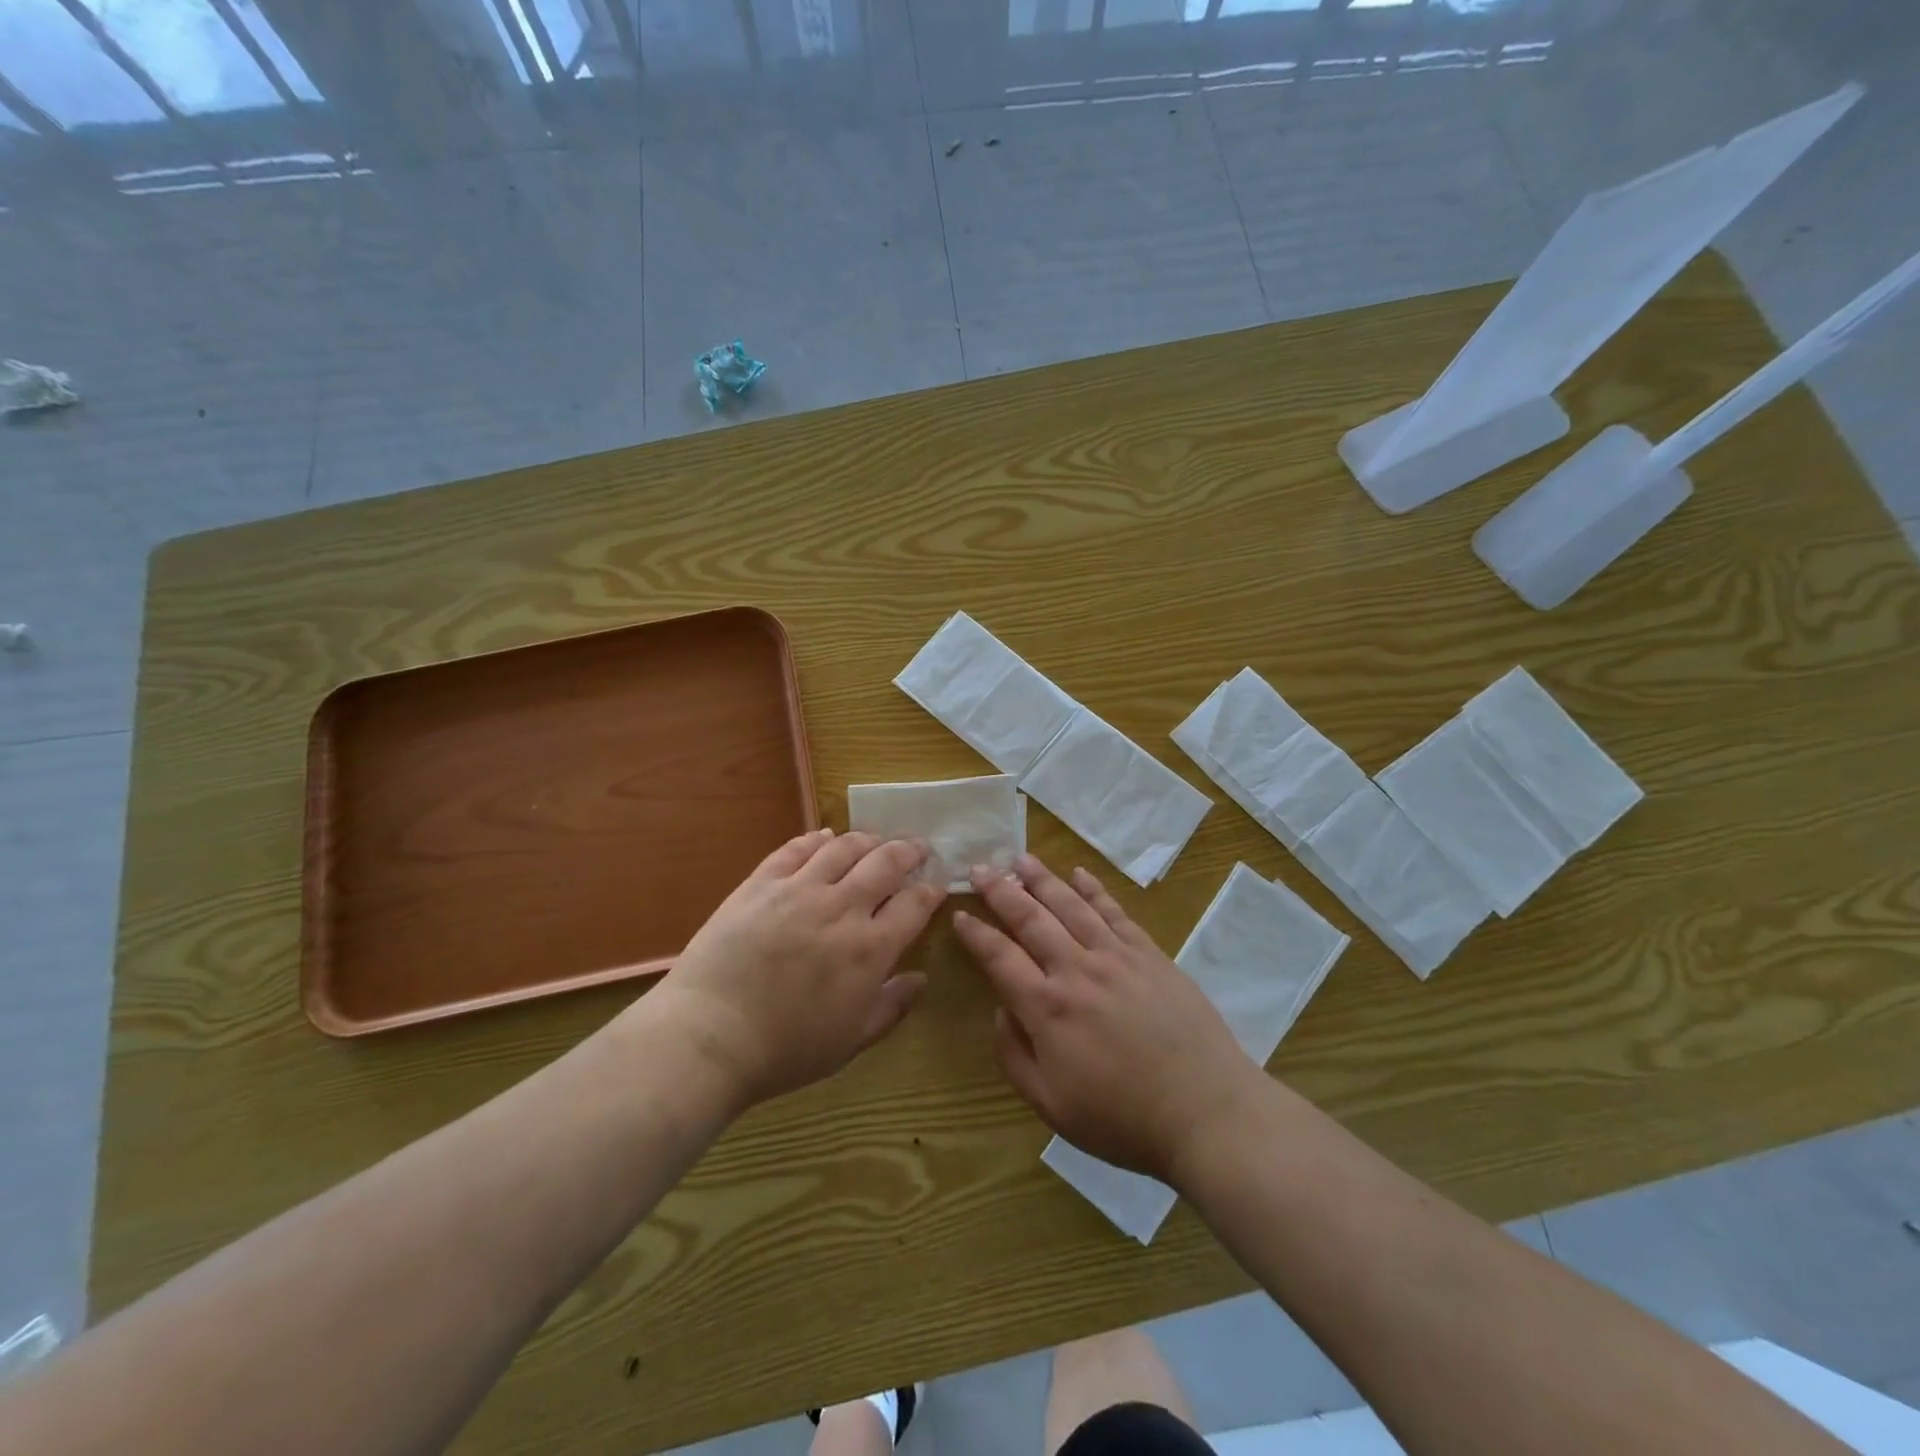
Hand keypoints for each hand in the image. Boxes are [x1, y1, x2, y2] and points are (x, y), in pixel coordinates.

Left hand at [641, 829, 945, 1109]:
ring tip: (876, 841)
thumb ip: (892, 1007)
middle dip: (909, 851)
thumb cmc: (786, 1049)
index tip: (936, 887)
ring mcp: (799, 890)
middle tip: (918, 848)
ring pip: (844, 847)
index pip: (914, 904)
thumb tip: (921, 979)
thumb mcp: (851, 1040)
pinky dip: (816, 839)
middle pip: (886, 862)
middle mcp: (842, 908)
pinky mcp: (761, 883)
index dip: (930, 891)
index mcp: (870, 948)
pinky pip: (795, 849)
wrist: (710, 1035)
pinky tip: (824, 838)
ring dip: (868, 840)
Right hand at [953, 855, 1265, 1184]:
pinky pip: (1115, 912)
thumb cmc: (1123, 1119)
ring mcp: (1116, 957)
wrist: (1206, 1110)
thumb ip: (1014, 1055)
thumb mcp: (1051, 1106)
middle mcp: (1076, 970)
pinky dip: (1094, 890)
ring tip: (1020, 859)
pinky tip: (1079, 873)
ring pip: (1070, 906)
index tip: (960, 914)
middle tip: (980, 868)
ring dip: (1042, 879)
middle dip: (1000, 891)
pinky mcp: (1149, 954)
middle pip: (1031, 919)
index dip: (976, 934)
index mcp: (1047, 1008)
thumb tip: (1002, 1009)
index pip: (1000, 957)